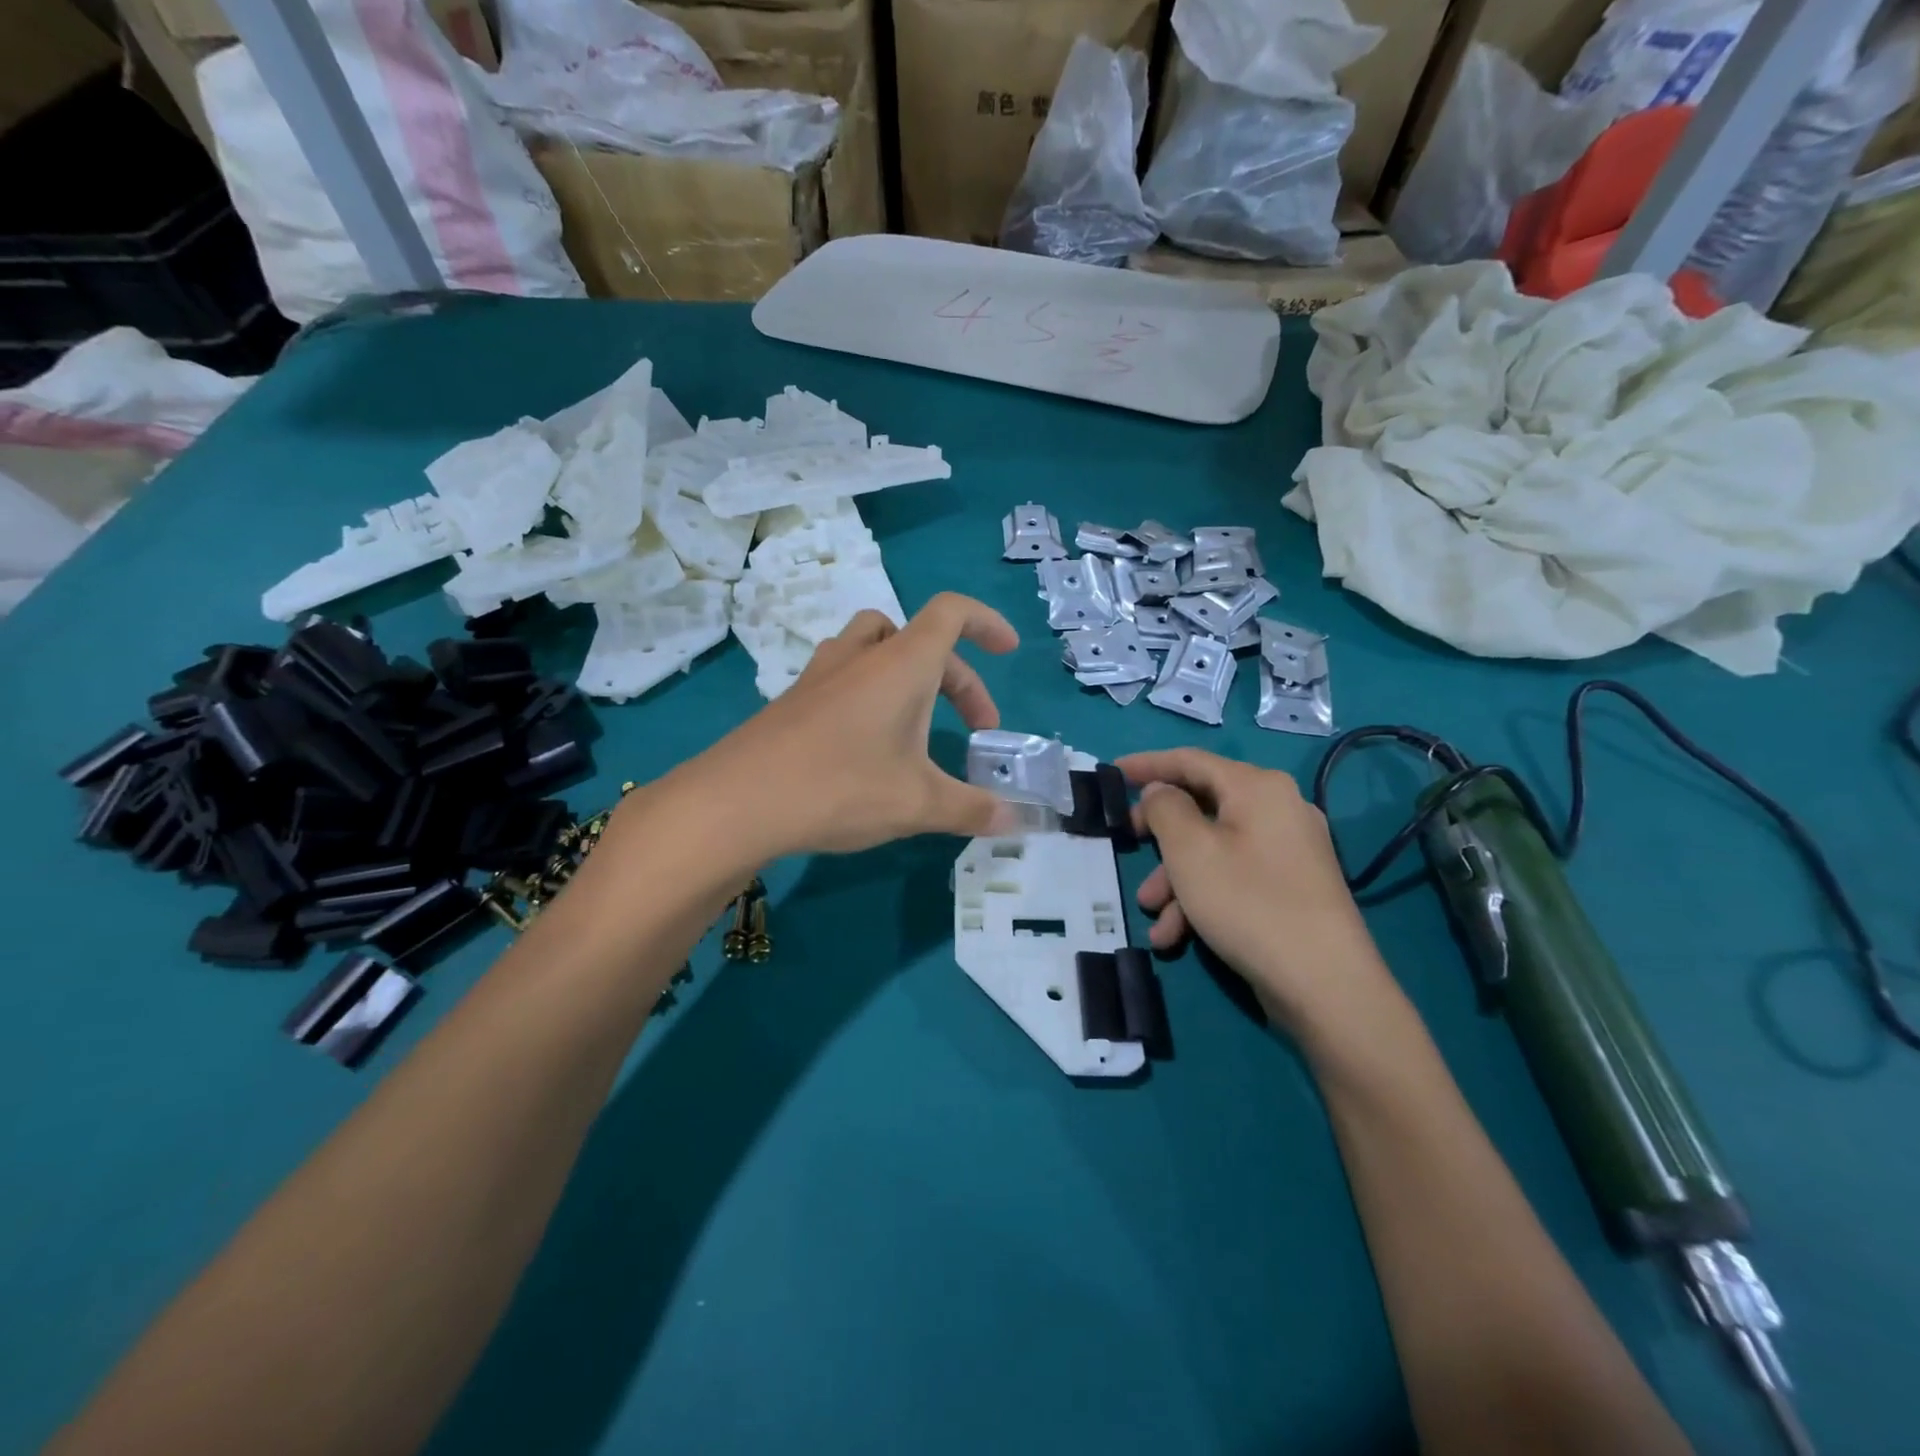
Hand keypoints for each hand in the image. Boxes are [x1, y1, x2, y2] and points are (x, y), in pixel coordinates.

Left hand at [675, 593, 1021, 858]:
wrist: (737, 801)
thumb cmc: (841, 787)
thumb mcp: (918, 804)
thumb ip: (972, 808)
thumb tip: (1016, 820)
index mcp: (902, 664)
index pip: (952, 612)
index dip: (987, 622)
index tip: (1009, 651)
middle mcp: (861, 656)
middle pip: (922, 641)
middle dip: (959, 680)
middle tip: (976, 729)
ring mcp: (822, 675)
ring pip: (876, 649)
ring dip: (910, 676)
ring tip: (919, 722)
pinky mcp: (794, 700)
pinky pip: (846, 678)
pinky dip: (873, 696)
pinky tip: (869, 746)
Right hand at [1118, 748, 1400, 1040]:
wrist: (1325, 985)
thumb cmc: (1248, 903)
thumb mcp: (1190, 851)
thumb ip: (1165, 809)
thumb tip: (1160, 791)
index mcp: (1258, 787)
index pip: (1191, 760)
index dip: (1148, 764)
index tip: (1112, 773)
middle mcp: (1278, 809)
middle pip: (1203, 806)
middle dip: (1160, 834)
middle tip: (1127, 844)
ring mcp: (1289, 850)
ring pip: (1215, 848)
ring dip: (1176, 877)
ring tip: (1152, 912)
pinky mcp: (1291, 887)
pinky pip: (1235, 876)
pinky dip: (1202, 897)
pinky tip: (1176, 935)